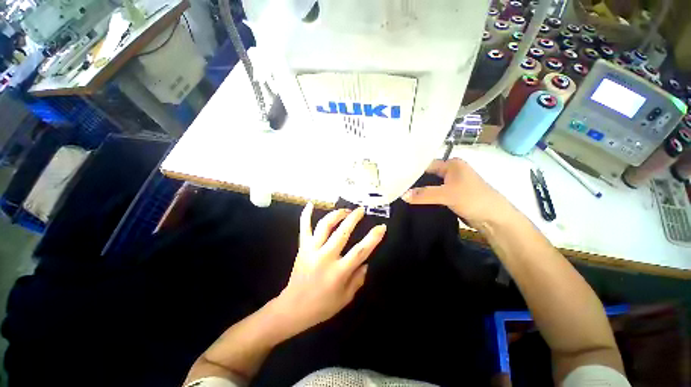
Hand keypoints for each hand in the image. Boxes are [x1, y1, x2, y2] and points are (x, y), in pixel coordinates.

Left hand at [274, 204, 385, 335]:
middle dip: (354, 218)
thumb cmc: (322, 305)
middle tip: (361, 210)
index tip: (381, 226)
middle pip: (342, 232)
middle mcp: (326, 257)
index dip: (373, 237)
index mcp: (339, 272)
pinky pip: (304, 227)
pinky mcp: (302, 247)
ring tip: (345, 210)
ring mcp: (312, 250)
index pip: (360, 251)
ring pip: (324, 225)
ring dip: (336, 214)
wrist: (294, 308)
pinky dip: (306, 215)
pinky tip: (310, 204)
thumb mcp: (346, 298)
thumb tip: (365, 263)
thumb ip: (358, 279)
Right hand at [402, 158, 514, 228]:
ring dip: (418, 190)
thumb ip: (424, 194)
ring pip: (430, 185)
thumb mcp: (447, 194)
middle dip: (413, 180)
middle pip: (427, 174)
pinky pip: (433, 194)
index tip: (396, 176)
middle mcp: (451, 171)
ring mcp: (451, 184)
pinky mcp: (451, 195)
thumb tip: (402, 195)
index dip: (411, 169)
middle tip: (395, 185)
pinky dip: (424, 196)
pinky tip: (413, 200)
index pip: (426, 164)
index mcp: (452, 164)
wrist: (494, 219)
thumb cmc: (473, 199)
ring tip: (400, 192)